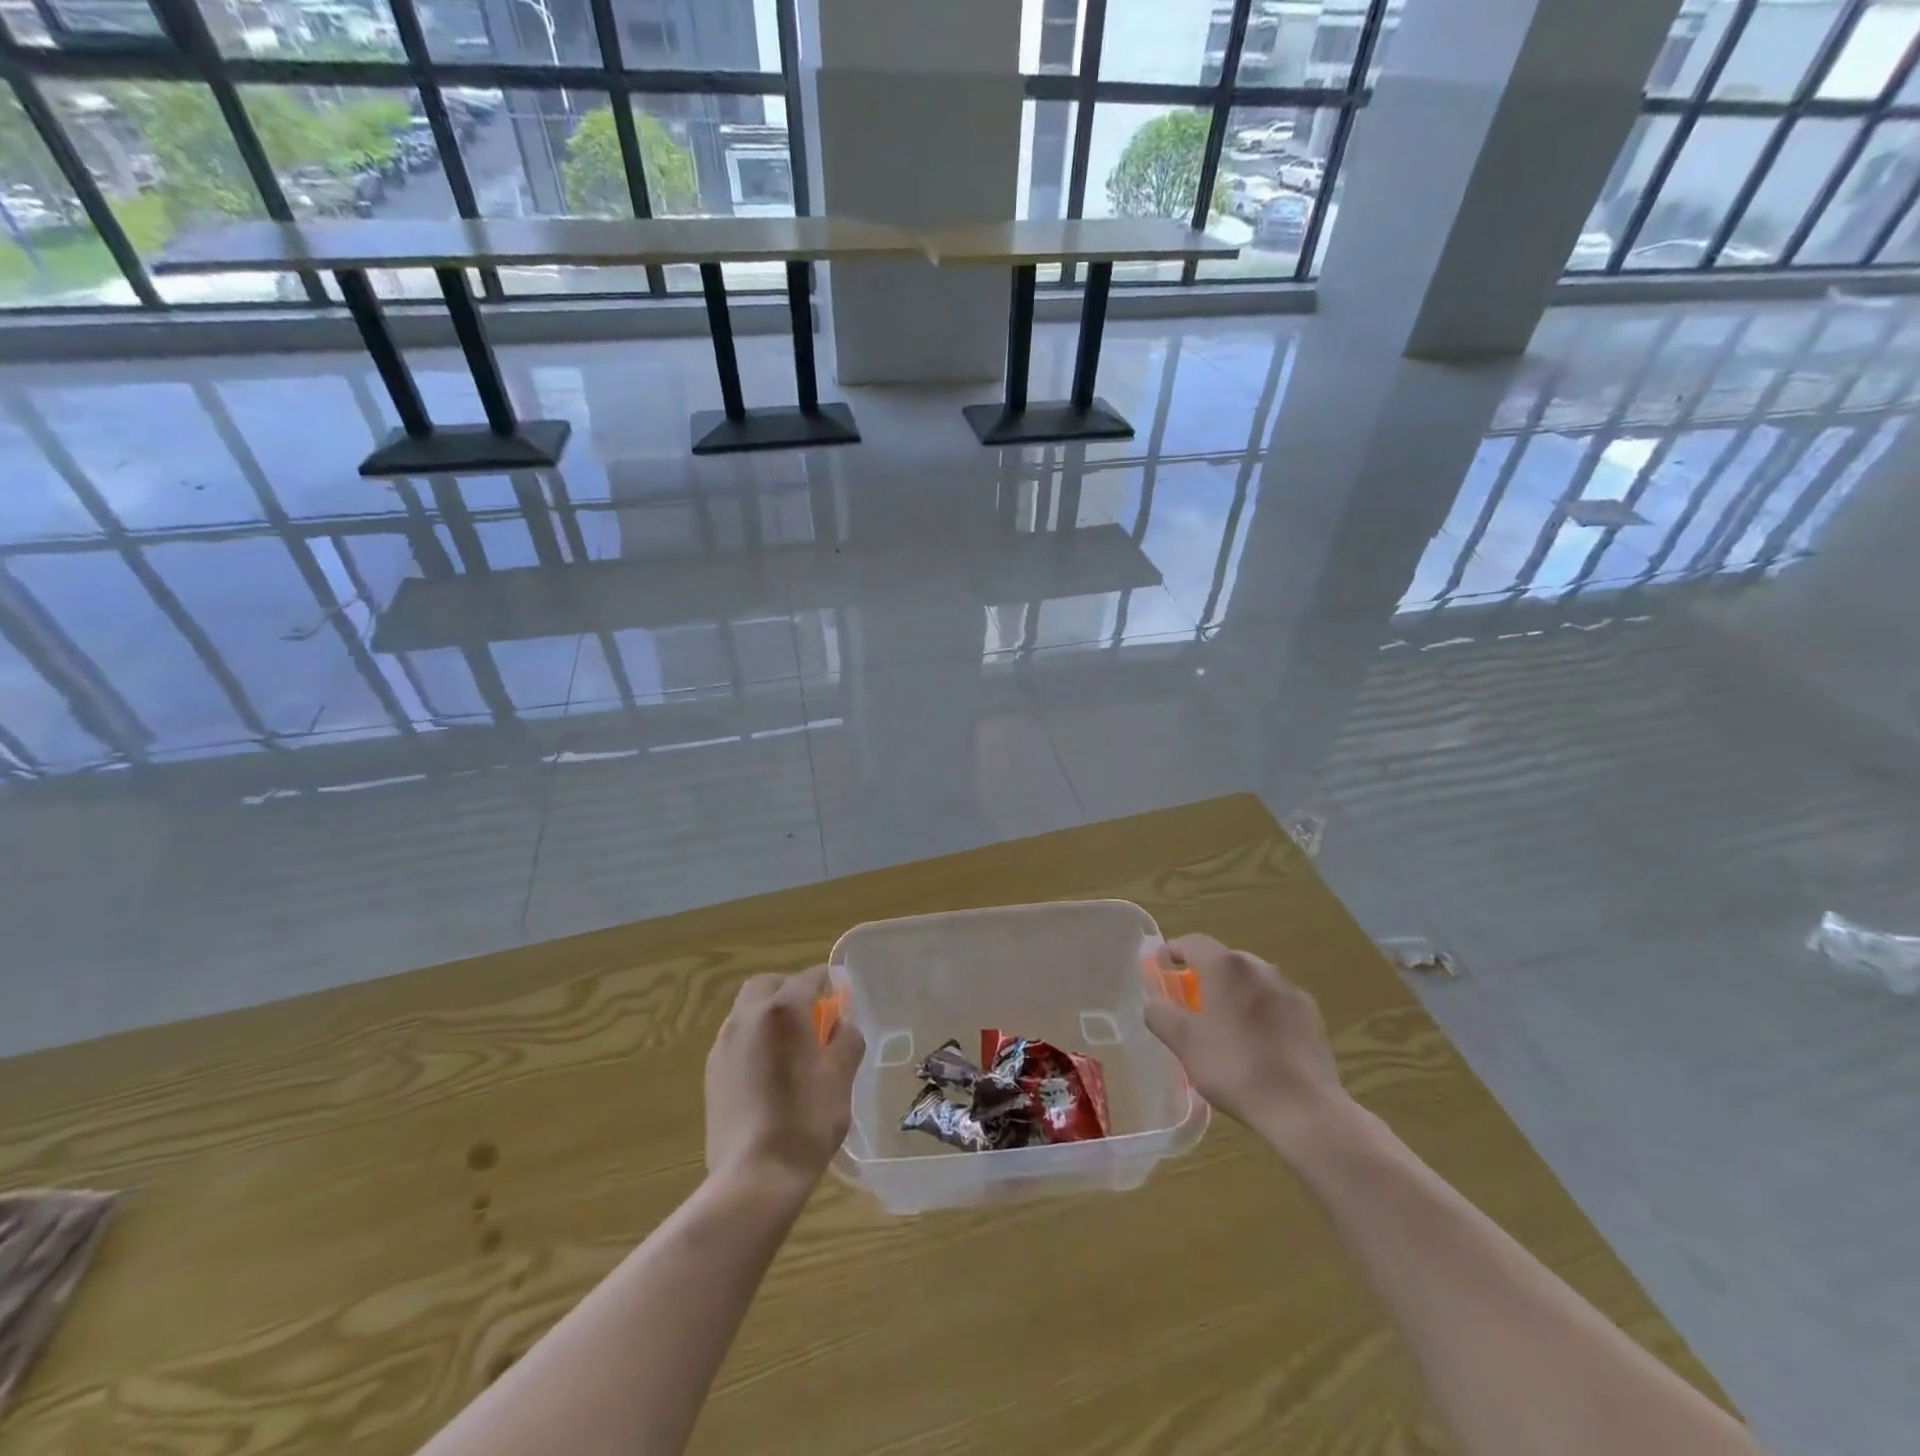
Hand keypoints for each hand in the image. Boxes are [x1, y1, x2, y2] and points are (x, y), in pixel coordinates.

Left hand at [704, 966, 864, 1194]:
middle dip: (791, 991)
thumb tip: (841, 1025)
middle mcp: (748, 1017)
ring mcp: (724, 1045)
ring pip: (748, 1011)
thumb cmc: (807, 1119)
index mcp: (783, 1010)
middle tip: (813, 1018)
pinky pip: (736, 1039)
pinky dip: (755, 1041)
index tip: (842, 1002)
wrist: (754, 1176)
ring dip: (770, 1016)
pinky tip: (770, 1074)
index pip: (810, 978)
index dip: (830, 984)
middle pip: (769, 985)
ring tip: (791, 1049)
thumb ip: (846, 1038)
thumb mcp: (842, 1075)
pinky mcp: (711, 1073)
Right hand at [1145, 934, 1352, 1156]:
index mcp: (1226, 967)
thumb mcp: (1184, 1043)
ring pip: (1252, 980)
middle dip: (1204, 973)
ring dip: (1234, 991)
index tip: (1161, 968)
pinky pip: (1276, 1001)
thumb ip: (1161, 1015)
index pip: (1192, 942)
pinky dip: (1261, 1009)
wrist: (1303, 1108)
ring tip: (1225, 1022)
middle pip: (1224, 959)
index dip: (1172, 951)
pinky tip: (1258, 1040)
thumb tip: (1154, 1003)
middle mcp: (1260, 967)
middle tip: (1191, 999)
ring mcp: (1289, 989)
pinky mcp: (1311, 1014)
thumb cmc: (1235, 1068)